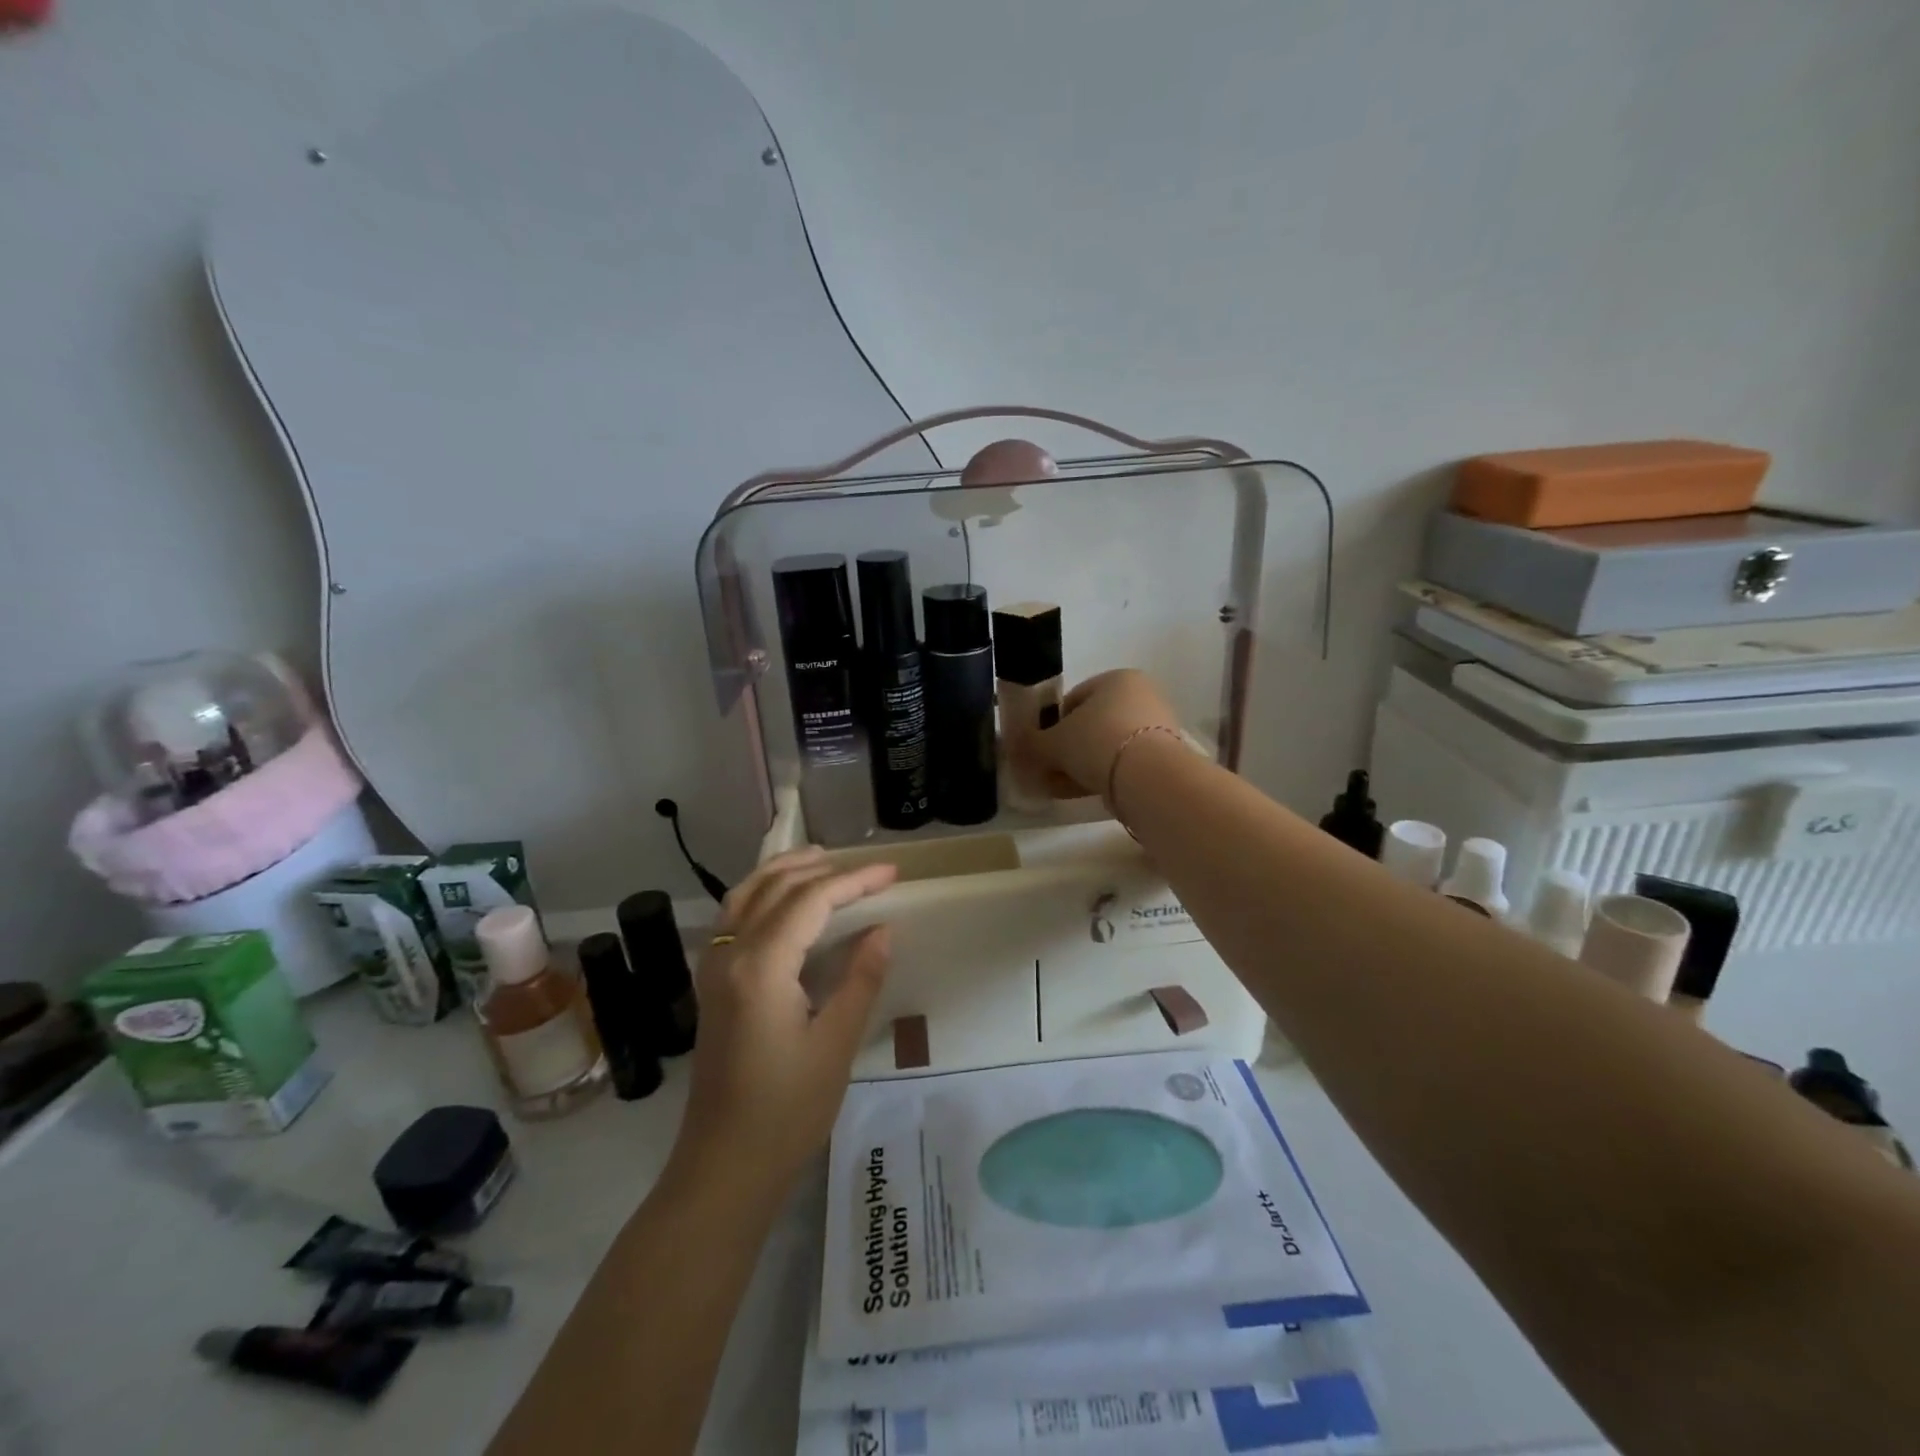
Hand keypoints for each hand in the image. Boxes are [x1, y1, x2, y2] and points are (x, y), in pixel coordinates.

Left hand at [668, 848, 897, 1192]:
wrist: (724, 1166)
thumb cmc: (787, 1110)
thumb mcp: (836, 1043)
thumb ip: (860, 978)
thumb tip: (882, 929)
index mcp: (761, 966)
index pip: (810, 901)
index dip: (854, 880)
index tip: (892, 873)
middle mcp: (730, 954)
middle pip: (776, 888)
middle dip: (824, 870)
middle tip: (869, 870)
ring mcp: (713, 968)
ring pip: (746, 894)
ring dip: (784, 871)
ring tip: (822, 861)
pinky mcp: (711, 984)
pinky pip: (733, 916)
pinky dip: (761, 893)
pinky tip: (783, 901)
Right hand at [1034, 669, 1182, 798]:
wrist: (1147, 776)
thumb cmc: (1096, 741)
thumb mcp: (1052, 743)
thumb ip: (1031, 744)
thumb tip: (1013, 747)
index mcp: (1116, 679)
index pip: (1073, 699)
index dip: (1051, 725)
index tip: (1041, 748)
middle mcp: (1141, 695)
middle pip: (1092, 725)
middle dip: (1068, 749)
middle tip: (1050, 771)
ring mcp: (1157, 727)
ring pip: (1107, 747)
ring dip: (1083, 766)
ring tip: (1063, 788)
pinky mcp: (1165, 757)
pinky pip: (1125, 763)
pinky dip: (1104, 776)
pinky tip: (1086, 793)